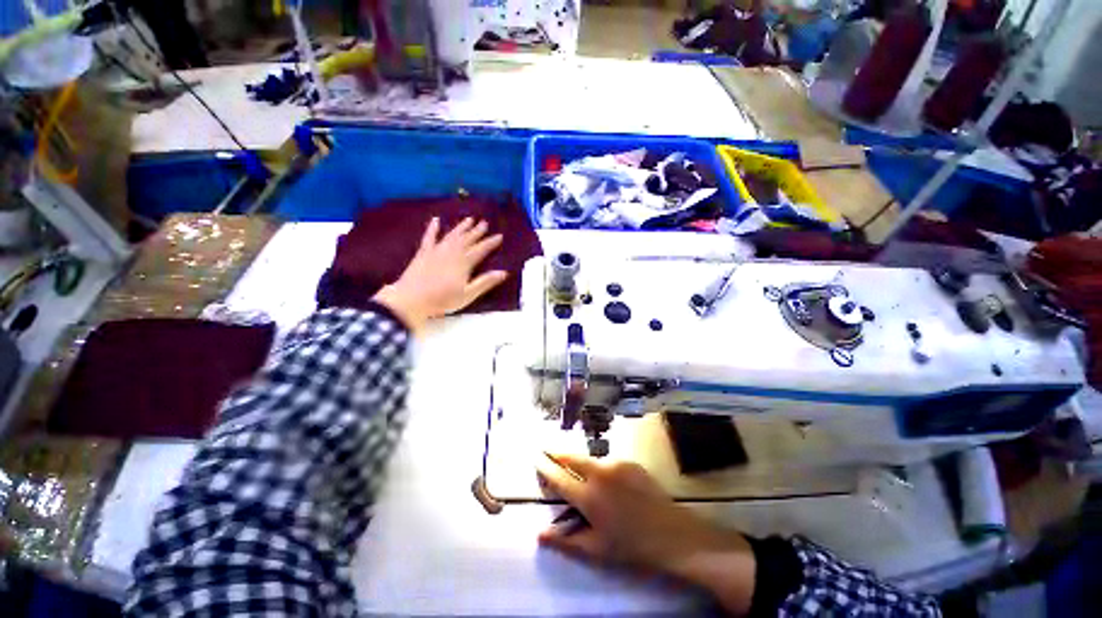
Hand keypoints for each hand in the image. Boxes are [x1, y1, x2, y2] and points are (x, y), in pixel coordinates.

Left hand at [373, 217, 507, 331]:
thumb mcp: (468, 294)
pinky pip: (429, 237)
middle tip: (485, 223)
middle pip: (467, 239)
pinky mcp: (423, 253)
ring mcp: (437, 251)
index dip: (491, 242)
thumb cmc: (443, 299)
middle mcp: (452, 252)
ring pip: (452, 235)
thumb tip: (504, 272)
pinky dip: (433, 228)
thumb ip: (485, 282)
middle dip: (477, 231)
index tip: (499, 236)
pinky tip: (435, 220)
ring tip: (469, 219)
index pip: (481, 249)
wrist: (411, 299)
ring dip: (461, 227)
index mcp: (464, 263)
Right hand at [537, 453, 755, 614]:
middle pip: (571, 457)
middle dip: (557, 452)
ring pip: (589, 458)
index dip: (544, 467)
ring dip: (578, 460)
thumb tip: (539, 535)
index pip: (558, 478)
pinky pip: (608, 461)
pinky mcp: (629, 462)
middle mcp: (598, 473)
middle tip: (547, 449)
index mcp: (587, 496)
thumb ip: (566, 541)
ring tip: (573, 464)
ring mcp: (615, 464)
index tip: (535, 458)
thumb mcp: (597, 550)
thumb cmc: (632, 547)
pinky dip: (599, 466)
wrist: (673, 534)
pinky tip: (606, 479)